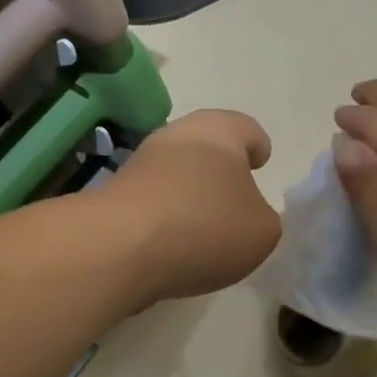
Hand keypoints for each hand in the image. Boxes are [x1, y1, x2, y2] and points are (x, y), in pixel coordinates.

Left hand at [102, 109, 281, 303]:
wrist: (119, 248)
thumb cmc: (205, 226)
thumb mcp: (262, 231)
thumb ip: (262, 218)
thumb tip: (244, 217)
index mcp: (219, 131)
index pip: (246, 128)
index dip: (257, 146)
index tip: (260, 163)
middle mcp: (176, 136)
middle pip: (205, 147)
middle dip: (220, 171)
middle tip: (235, 200)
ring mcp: (139, 164)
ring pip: (175, 173)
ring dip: (189, 195)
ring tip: (204, 231)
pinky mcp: (113, 195)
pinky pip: (152, 202)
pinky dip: (165, 218)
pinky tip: (173, 246)